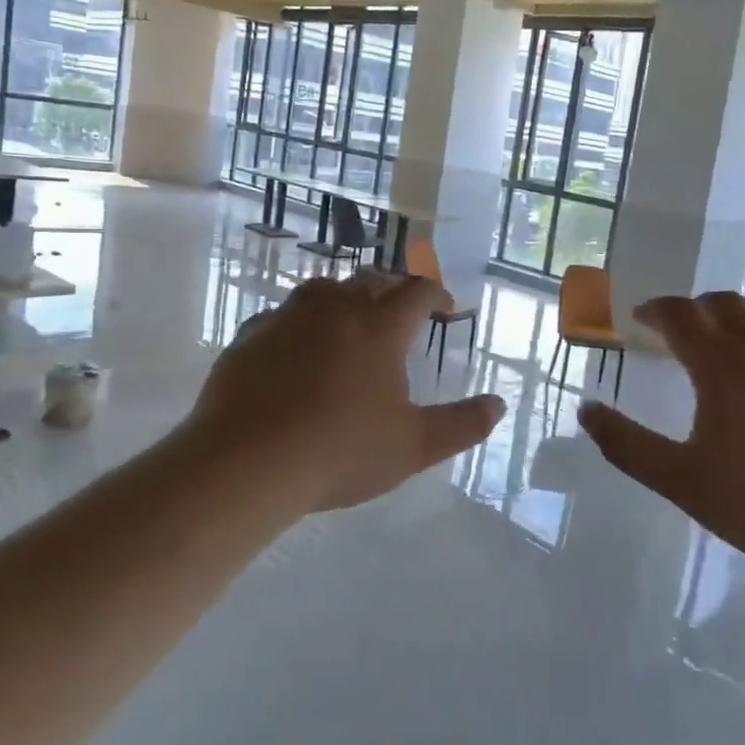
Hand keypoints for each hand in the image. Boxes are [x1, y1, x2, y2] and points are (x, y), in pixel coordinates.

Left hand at [184, 271, 504, 511]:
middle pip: (370, 281)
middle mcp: (335, 310)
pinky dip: (299, 323)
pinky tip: (296, 347)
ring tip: (349, 318)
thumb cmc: (340, 451)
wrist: (246, 463)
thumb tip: (498, 404)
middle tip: (400, 309)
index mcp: (379, 327)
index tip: (445, 309)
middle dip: (392, 289)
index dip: (437, 295)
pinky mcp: (250, 337)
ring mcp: (287, 319)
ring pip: (322, 290)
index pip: (417, 292)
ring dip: (344, 297)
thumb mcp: (413, 446)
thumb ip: (461, 424)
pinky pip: (281, 316)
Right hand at [577, 292, 744, 576]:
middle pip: (725, 302)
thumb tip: (587, 410)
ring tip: (732, 330)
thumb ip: (627, 445)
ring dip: (742, 309)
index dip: (656, 310)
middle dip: (695, 308)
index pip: (681, 315)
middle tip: (680, 330)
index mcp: (724, 366)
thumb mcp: (681, 481)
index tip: (640, 318)